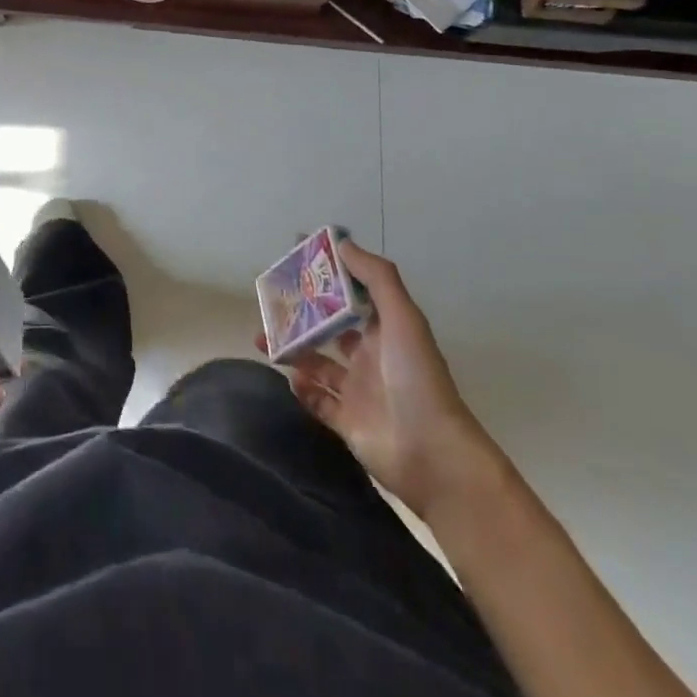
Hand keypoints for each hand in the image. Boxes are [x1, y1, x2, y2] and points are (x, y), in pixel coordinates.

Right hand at [273, 241, 500, 518]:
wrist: (433, 454)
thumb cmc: (416, 377)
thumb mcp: (402, 318)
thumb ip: (376, 278)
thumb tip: (342, 241)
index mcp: (385, 332)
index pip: (351, 296)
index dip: (327, 277)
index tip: (296, 259)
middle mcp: (370, 358)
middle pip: (329, 330)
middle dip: (301, 316)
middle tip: (270, 303)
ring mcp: (358, 392)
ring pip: (317, 364)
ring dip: (293, 351)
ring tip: (263, 338)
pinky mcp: (348, 424)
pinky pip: (318, 401)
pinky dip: (302, 390)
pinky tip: (289, 378)